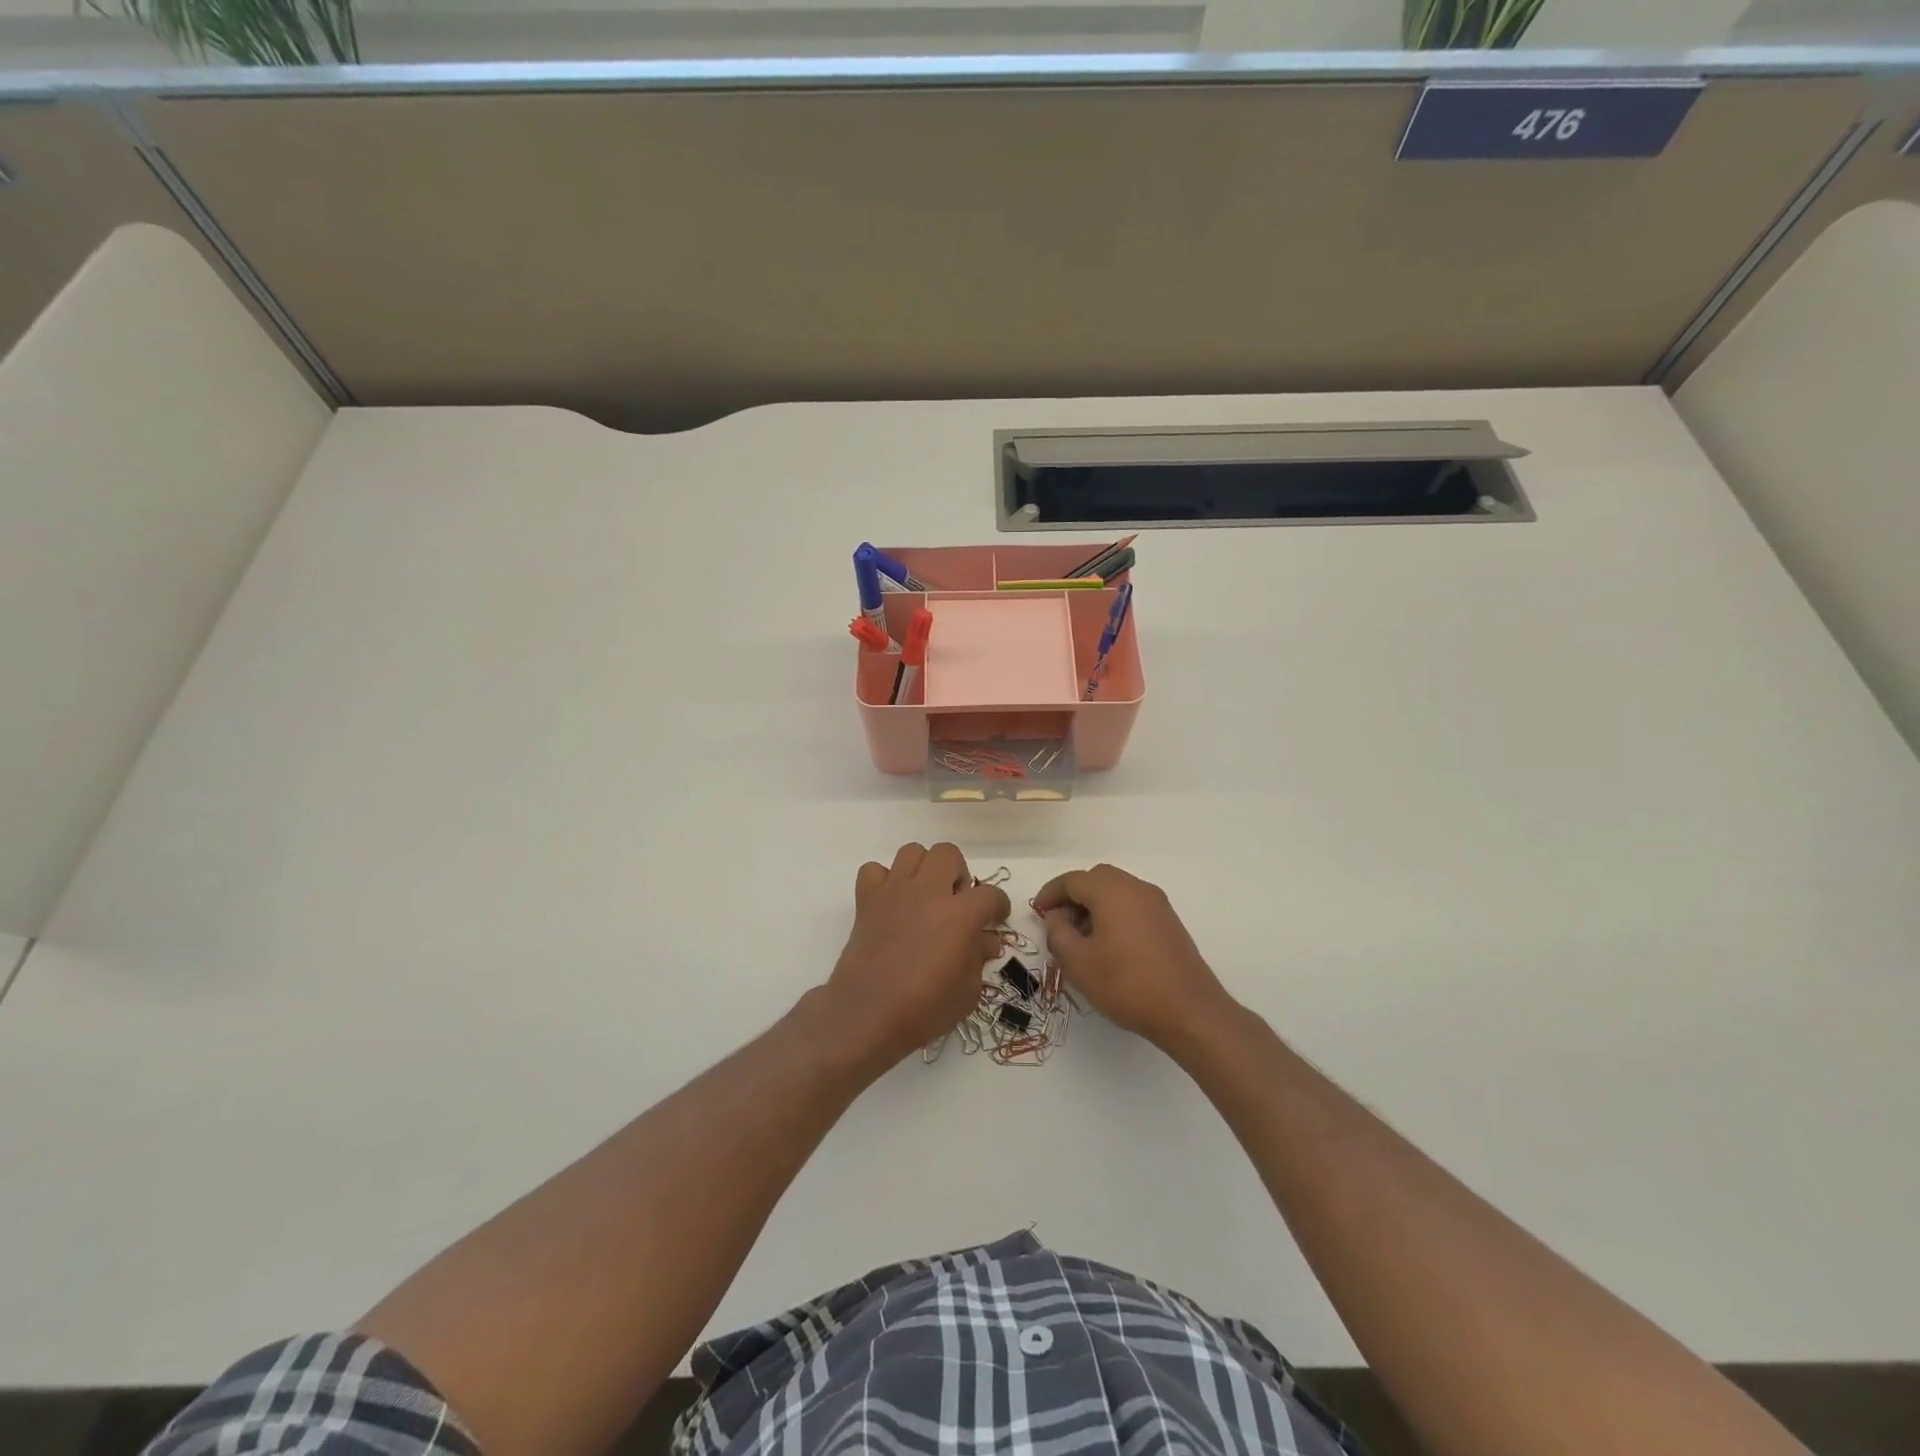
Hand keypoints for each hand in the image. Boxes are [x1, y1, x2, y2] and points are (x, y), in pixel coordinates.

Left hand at [824, 843, 1011, 1068]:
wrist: (867, 1014)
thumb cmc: (924, 1009)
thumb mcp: (968, 991)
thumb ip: (979, 958)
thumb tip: (986, 940)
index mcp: (960, 914)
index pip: (990, 894)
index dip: (999, 905)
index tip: (996, 919)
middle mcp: (928, 892)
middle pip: (948, 853)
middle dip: (957, 873)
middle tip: (956, 900)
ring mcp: (894, 892)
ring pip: (912, 852)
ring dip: (923, 869)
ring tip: (925, 895)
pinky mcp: (867, 900)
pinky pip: (874, 870)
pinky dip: (884, 880)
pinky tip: (891, 902)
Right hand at [1033, 864, 1233, 1048]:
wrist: (1189, 1011)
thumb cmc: (1126, 984)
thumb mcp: (1078, 963)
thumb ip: (1058, 934)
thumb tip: (1057, 918)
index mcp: (1112, 891)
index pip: (1072, 880)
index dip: (1050, 894)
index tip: (1037, 913)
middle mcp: (1136, 888)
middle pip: (1097, 879)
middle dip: (1073, 897)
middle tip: (1059, 924)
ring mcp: (1157, 904)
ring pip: (1117, 892)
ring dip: (1094, 906)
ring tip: (1081, 939)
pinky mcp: (1169, 923)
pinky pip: (1133, 906)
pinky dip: (1114, 915)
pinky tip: (1108, 946)